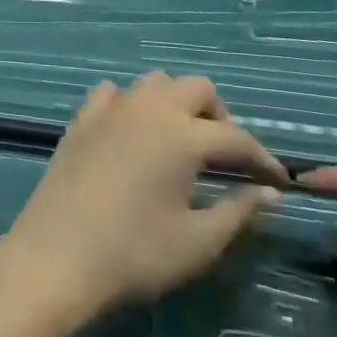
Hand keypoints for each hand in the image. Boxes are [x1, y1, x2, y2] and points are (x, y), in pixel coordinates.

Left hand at [0, 74, 285, 326]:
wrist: (58, 254)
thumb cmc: (135, 253)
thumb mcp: (198, 242)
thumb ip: (238, 211)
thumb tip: (269, 193)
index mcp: (183, 134)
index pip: (236, 138)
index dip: (262, 158)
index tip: (279, 180)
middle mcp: (150, 106)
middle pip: (197, 88)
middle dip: (220, 117)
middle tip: (226, 157)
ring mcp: (112, 107)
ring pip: (155, 83)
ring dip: (176, 103)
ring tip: (182, 142)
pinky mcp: (82, 117)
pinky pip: (114, 93)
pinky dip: (132, 105)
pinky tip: (133, 133)